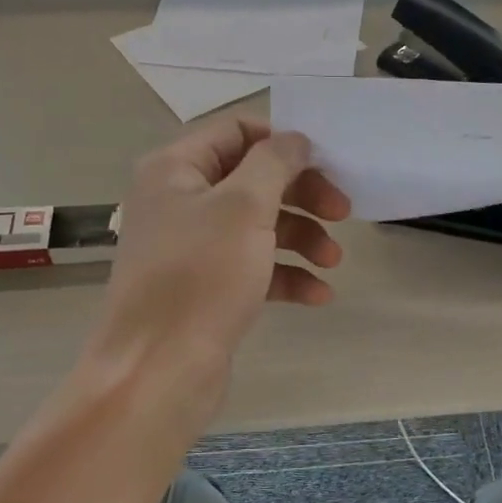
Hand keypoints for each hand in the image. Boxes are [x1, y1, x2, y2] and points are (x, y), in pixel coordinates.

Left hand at [89, 117, 349, 401]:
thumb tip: (295, 140)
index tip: (326, 164)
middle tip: (343, 213)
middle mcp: (179, 201)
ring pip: (257, 226)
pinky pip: (253, 268)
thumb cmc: (200, 277)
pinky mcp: (206, 289)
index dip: (283, 142)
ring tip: (334, 261)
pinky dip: (286, 276)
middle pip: (253, 180)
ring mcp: (191, 248)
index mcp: (175, 169)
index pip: (236, 131)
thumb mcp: (243, 207)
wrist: (158, 371)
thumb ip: (274, 163)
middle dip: (302, 195)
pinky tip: (319, 295)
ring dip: (301, 238)